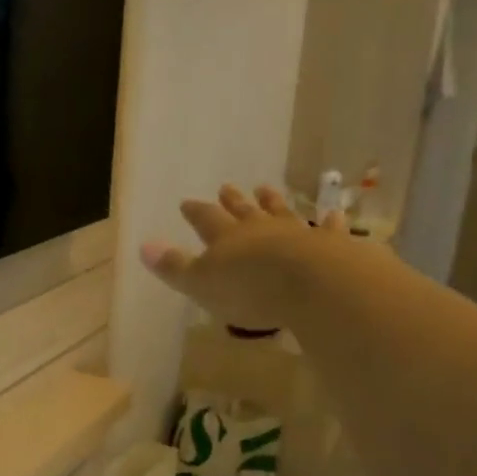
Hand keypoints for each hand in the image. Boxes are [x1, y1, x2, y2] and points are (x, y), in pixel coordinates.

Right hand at [140, 184, 336, 327]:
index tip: (186, 202)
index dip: (195, 211)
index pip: (205, 219)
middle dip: (232, 201)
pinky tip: (334, 213)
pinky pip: (328, 228)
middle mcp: (259, 229)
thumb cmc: (248, 289)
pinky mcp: (329, 244)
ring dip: (273, 202)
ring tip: (266, 189)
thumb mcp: (201, 284)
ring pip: (281, 212)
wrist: (311, 283)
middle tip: (227, 187)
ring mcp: (295, 233)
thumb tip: (143, 246)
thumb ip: (174, 266)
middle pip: (242, 210)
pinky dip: (329, 221)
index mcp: (225, 238)